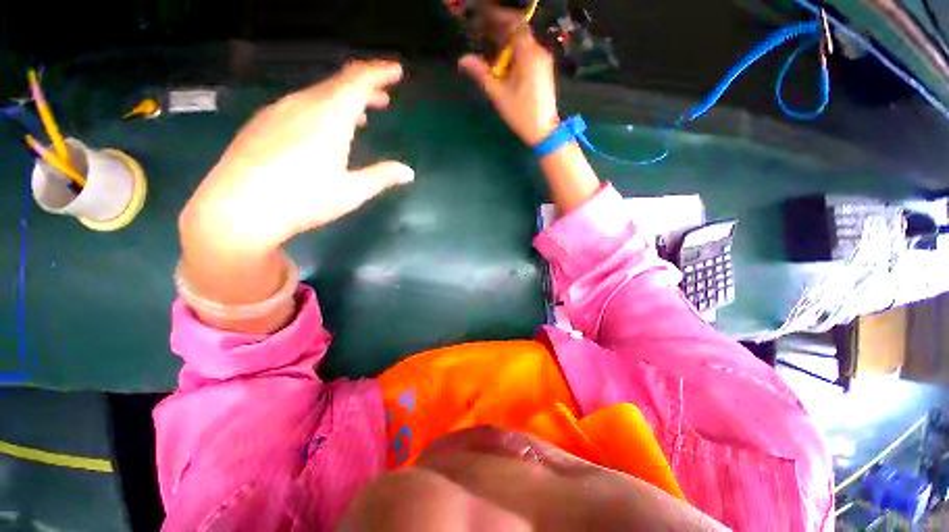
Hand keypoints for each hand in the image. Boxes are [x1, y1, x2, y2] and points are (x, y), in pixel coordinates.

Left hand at [181, 60, 413, 255]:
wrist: (237, 209)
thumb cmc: (302, 201)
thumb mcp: (350, 192)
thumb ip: (381, 177)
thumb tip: (408, 173)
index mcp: (329, 118)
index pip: (358, 82)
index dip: (379, 72)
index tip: (396, 70)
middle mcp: (303, 105)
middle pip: (338, 83)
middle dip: (365, 86)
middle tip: (384, 97)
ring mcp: (279, 111)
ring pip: (319, 93)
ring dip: (344, 99)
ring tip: (361, 115)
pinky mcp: (264, 122)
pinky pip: (301, 103)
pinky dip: (322, 107)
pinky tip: (325, 126)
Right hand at [459, 28, 558, 145]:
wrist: (544, 131)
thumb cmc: (521, 113)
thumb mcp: (499, 94)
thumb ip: (481, 74)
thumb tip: (463, 60)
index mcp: (529, 54)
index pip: (515, 22)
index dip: (498, 16)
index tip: (482, 17)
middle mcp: (538, 52)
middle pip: (518, 32)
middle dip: (499, 29)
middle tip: (480, 32)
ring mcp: (543, 61)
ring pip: (522, 43)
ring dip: (505, 42)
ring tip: (488, 46)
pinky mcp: (543, 71)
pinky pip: (527, 54)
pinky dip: (513, 53)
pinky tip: (502, 62)